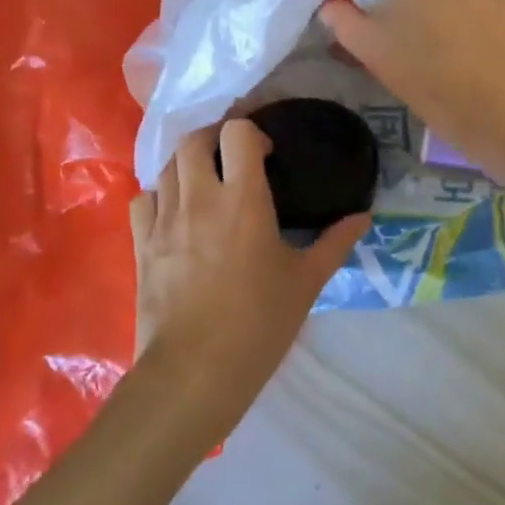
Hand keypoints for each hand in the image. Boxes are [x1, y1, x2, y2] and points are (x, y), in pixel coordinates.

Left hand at [130, 121, 369, 445]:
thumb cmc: (258, 324)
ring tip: (208, 183)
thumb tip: (364, 217)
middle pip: (195, 139)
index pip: (237, 134)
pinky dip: (159, 193)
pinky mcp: (141, 244)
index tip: (266, 156)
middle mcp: (199, 198)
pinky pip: (144, 197)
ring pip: (167, 165)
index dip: (253, 133)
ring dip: (189, 163)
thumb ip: (335, 243)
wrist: (195, 372)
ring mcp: (164, 220)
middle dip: (216, 139)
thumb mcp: (306, 282)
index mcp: (242, 199)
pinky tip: (175, 211)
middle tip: (234, 161)